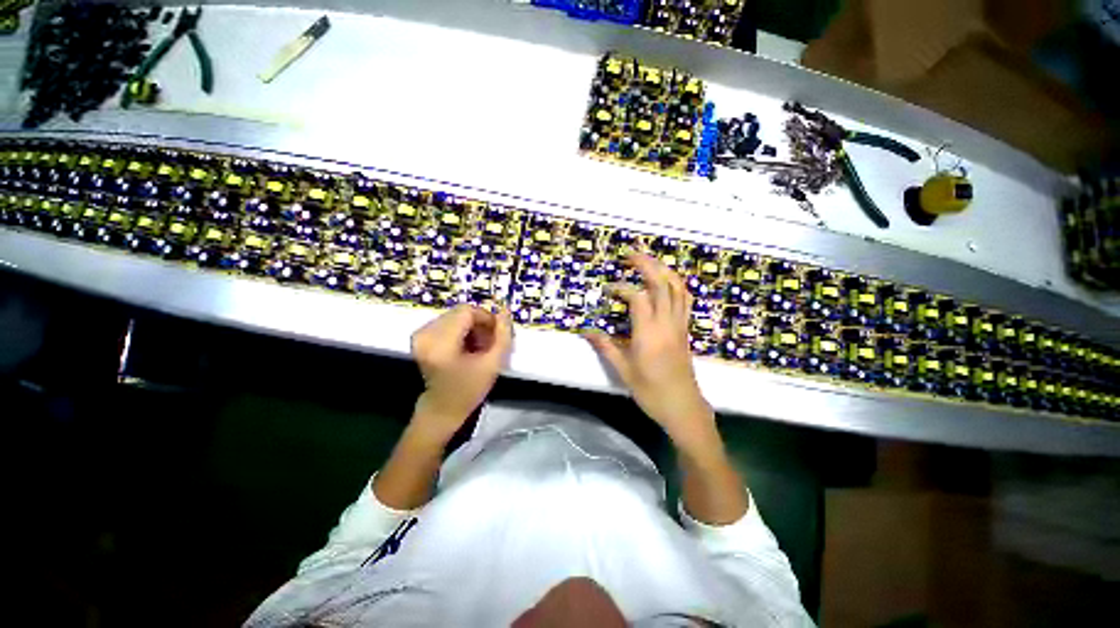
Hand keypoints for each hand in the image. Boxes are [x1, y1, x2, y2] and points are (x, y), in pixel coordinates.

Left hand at [410, 303, 512, 443]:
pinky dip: (461, 329)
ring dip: (471, 326)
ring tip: (479, 346)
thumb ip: (503, 335)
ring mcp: (420, 334)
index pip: (467, 312)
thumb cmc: (469, 390)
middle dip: (479, 323)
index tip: (497, 333)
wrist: (442, 409)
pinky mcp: (420, 336)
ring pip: (455, 315)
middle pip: (461, 312)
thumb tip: (505, 311)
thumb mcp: (493, 364)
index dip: (486, 318)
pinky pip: (447, 321)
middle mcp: (426, 334)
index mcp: (441, 343)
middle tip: (490, 342)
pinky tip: (467, 345)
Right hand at [583, 253, 715, 445]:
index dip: (621, 288)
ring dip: (664, 270)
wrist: (684, 408)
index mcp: (649, 334)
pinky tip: (667, 281)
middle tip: (631, 254)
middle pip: (662, 284)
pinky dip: (676, 284)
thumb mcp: (623, 371)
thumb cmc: (651, 392)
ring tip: (649, 261)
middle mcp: (667, 324)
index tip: (608, 289)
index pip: (637, 298)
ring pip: (677, 288)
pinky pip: (685, 299)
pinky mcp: (685, 330)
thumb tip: (585, 331)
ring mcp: (680, 325)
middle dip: (647, 265)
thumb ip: (605, 347)